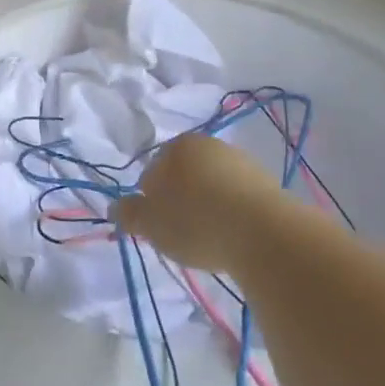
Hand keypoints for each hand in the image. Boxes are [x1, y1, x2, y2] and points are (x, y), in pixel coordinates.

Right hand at [115, 133, 280, 272]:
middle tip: (181, 234)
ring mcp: (241, 162)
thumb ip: (130, 214)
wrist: (265, 234)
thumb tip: (115, 207)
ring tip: (211, 240)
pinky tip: (234, 238)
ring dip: (209, 208)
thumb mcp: (151, 223)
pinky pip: (239, 199)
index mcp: (176, 146)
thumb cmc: (196, 221)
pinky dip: (234, 215)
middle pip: (185, 176)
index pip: (152, 171)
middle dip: (181, 201)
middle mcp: (209, 145)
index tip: (157, 226)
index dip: (150, 200)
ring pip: (213, 186)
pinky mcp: (269, 184)